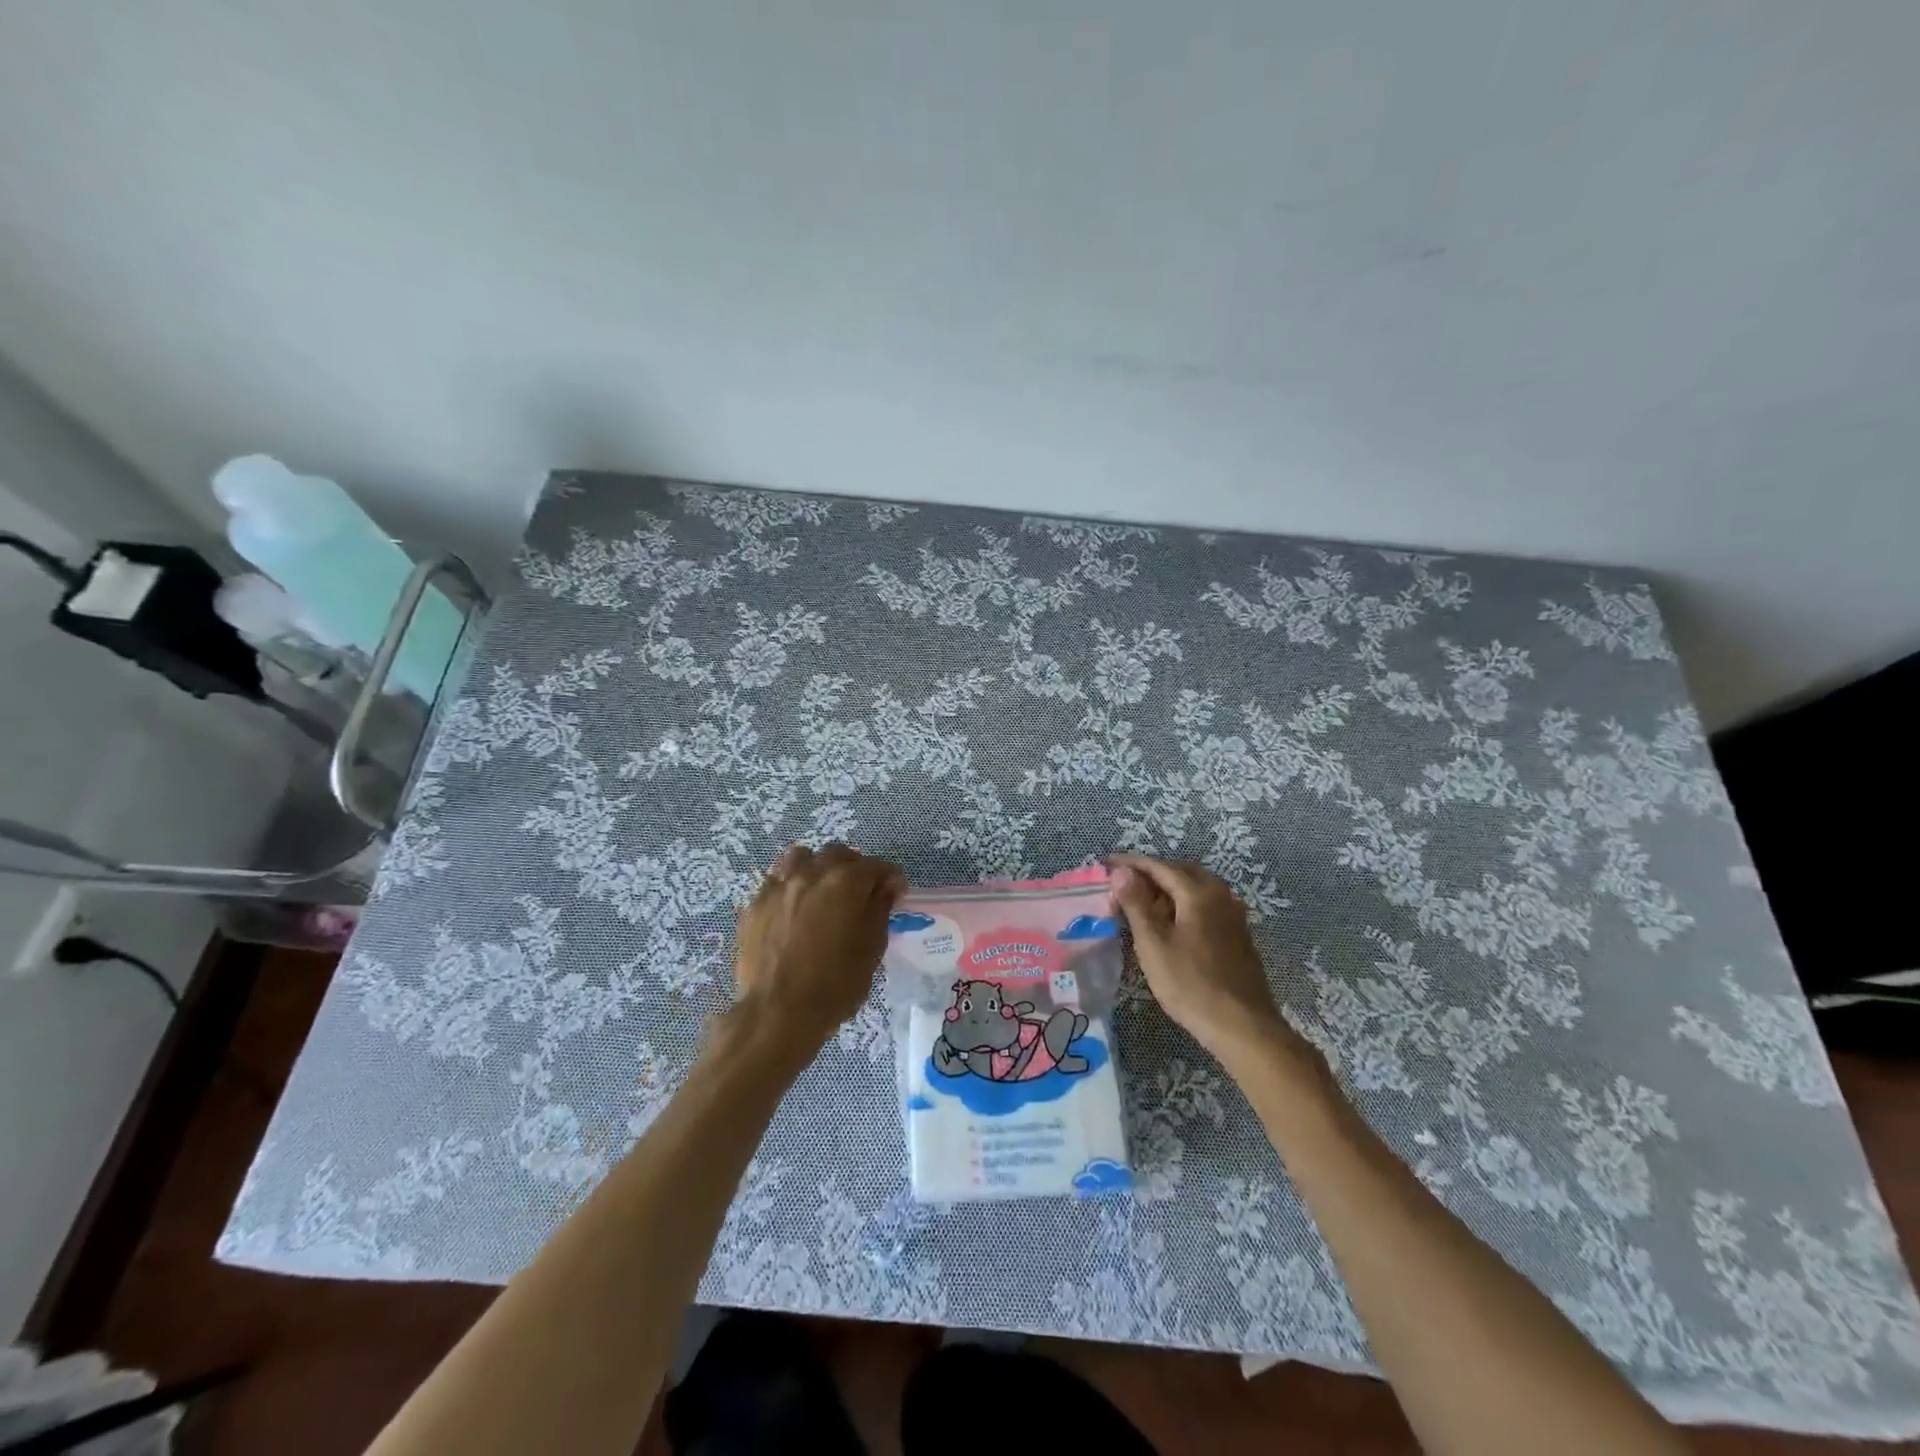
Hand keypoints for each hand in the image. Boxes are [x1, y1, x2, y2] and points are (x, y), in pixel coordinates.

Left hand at [731, 843, 905, 1063]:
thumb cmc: (834, 985)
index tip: (895, 892)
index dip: (889, 877)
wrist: (777, 1013)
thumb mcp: (871, 948)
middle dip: (854, 867)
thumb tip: (889, 883)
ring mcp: (778, 886)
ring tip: (822, 890)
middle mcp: (810, 873)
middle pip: (837, 854)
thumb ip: (880, 908)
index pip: (875, 866)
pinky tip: (794, 908)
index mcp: (845, 882)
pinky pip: (777, 881)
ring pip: (801, 858)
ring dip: (817, 867)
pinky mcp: (755, 904)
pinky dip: (790, 885)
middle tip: (861, 892)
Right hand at [1108, 853, 1305, 1071]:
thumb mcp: (1153, 944)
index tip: (1107, 863)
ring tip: (1144, 906)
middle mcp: (1221, 896)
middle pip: (1181, 872)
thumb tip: (1121, 871)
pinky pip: (1206, 907)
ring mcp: (1234, 916)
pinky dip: (1184, 906)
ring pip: (1196, 890)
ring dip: (1169, 890)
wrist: (1243, 1027)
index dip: (1131, 863)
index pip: (1159, 866)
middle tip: (1125, 884)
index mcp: (1198, 893)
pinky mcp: (1238, 936)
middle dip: (1152, 873)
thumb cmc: (1190, 985)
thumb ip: (1136, 904)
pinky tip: (1172, 927)